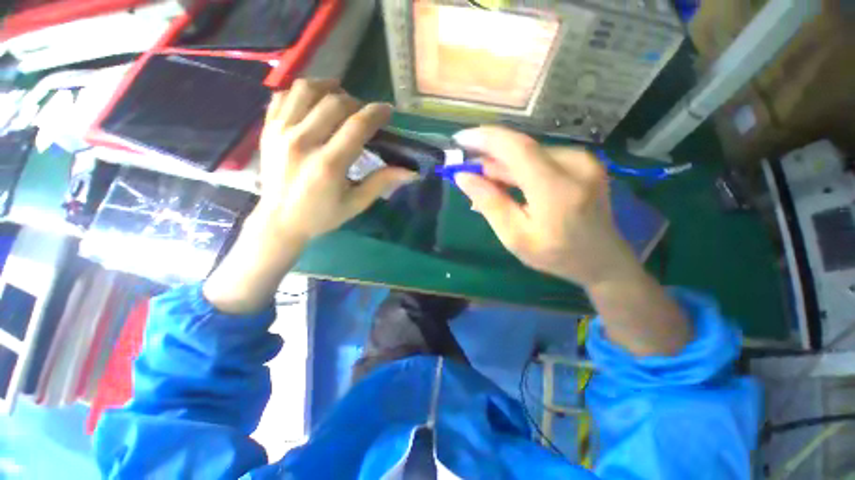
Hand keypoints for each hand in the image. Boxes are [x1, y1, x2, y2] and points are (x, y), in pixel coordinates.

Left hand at [256, 79, 417, 241]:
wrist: (278, 220)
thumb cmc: (321, 216)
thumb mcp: (356, 204)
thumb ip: (381, 183)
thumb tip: (411, 172)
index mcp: (328, 165)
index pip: (357, 126)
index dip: (376, 113)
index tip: (387, 111)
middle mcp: (303, 142)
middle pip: (334, 102)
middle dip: (356, 102)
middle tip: (364, 114)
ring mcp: (281, 132)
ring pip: (306, 90)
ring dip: (329, 88)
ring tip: (340, 97)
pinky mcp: (267, 129)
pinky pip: (283, 95)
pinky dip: (302, 92)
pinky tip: (314, 102)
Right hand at [453, 126, 641, 287]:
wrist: (602, 259)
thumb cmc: (555, 254)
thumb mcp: (515, 237)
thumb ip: (490, 204)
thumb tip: (464, 177)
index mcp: (556, 190)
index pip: (517, 149)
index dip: (485, 139)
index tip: (460, 140)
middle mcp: (575, 165)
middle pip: (521, 149)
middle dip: (490, 158)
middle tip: (469, 174)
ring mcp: (584, 161)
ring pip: (530, 152)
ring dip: (504, 165)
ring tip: (489, 186)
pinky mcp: (584, 162)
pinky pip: (542, 157)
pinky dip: (520, 168)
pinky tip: (511, 185)